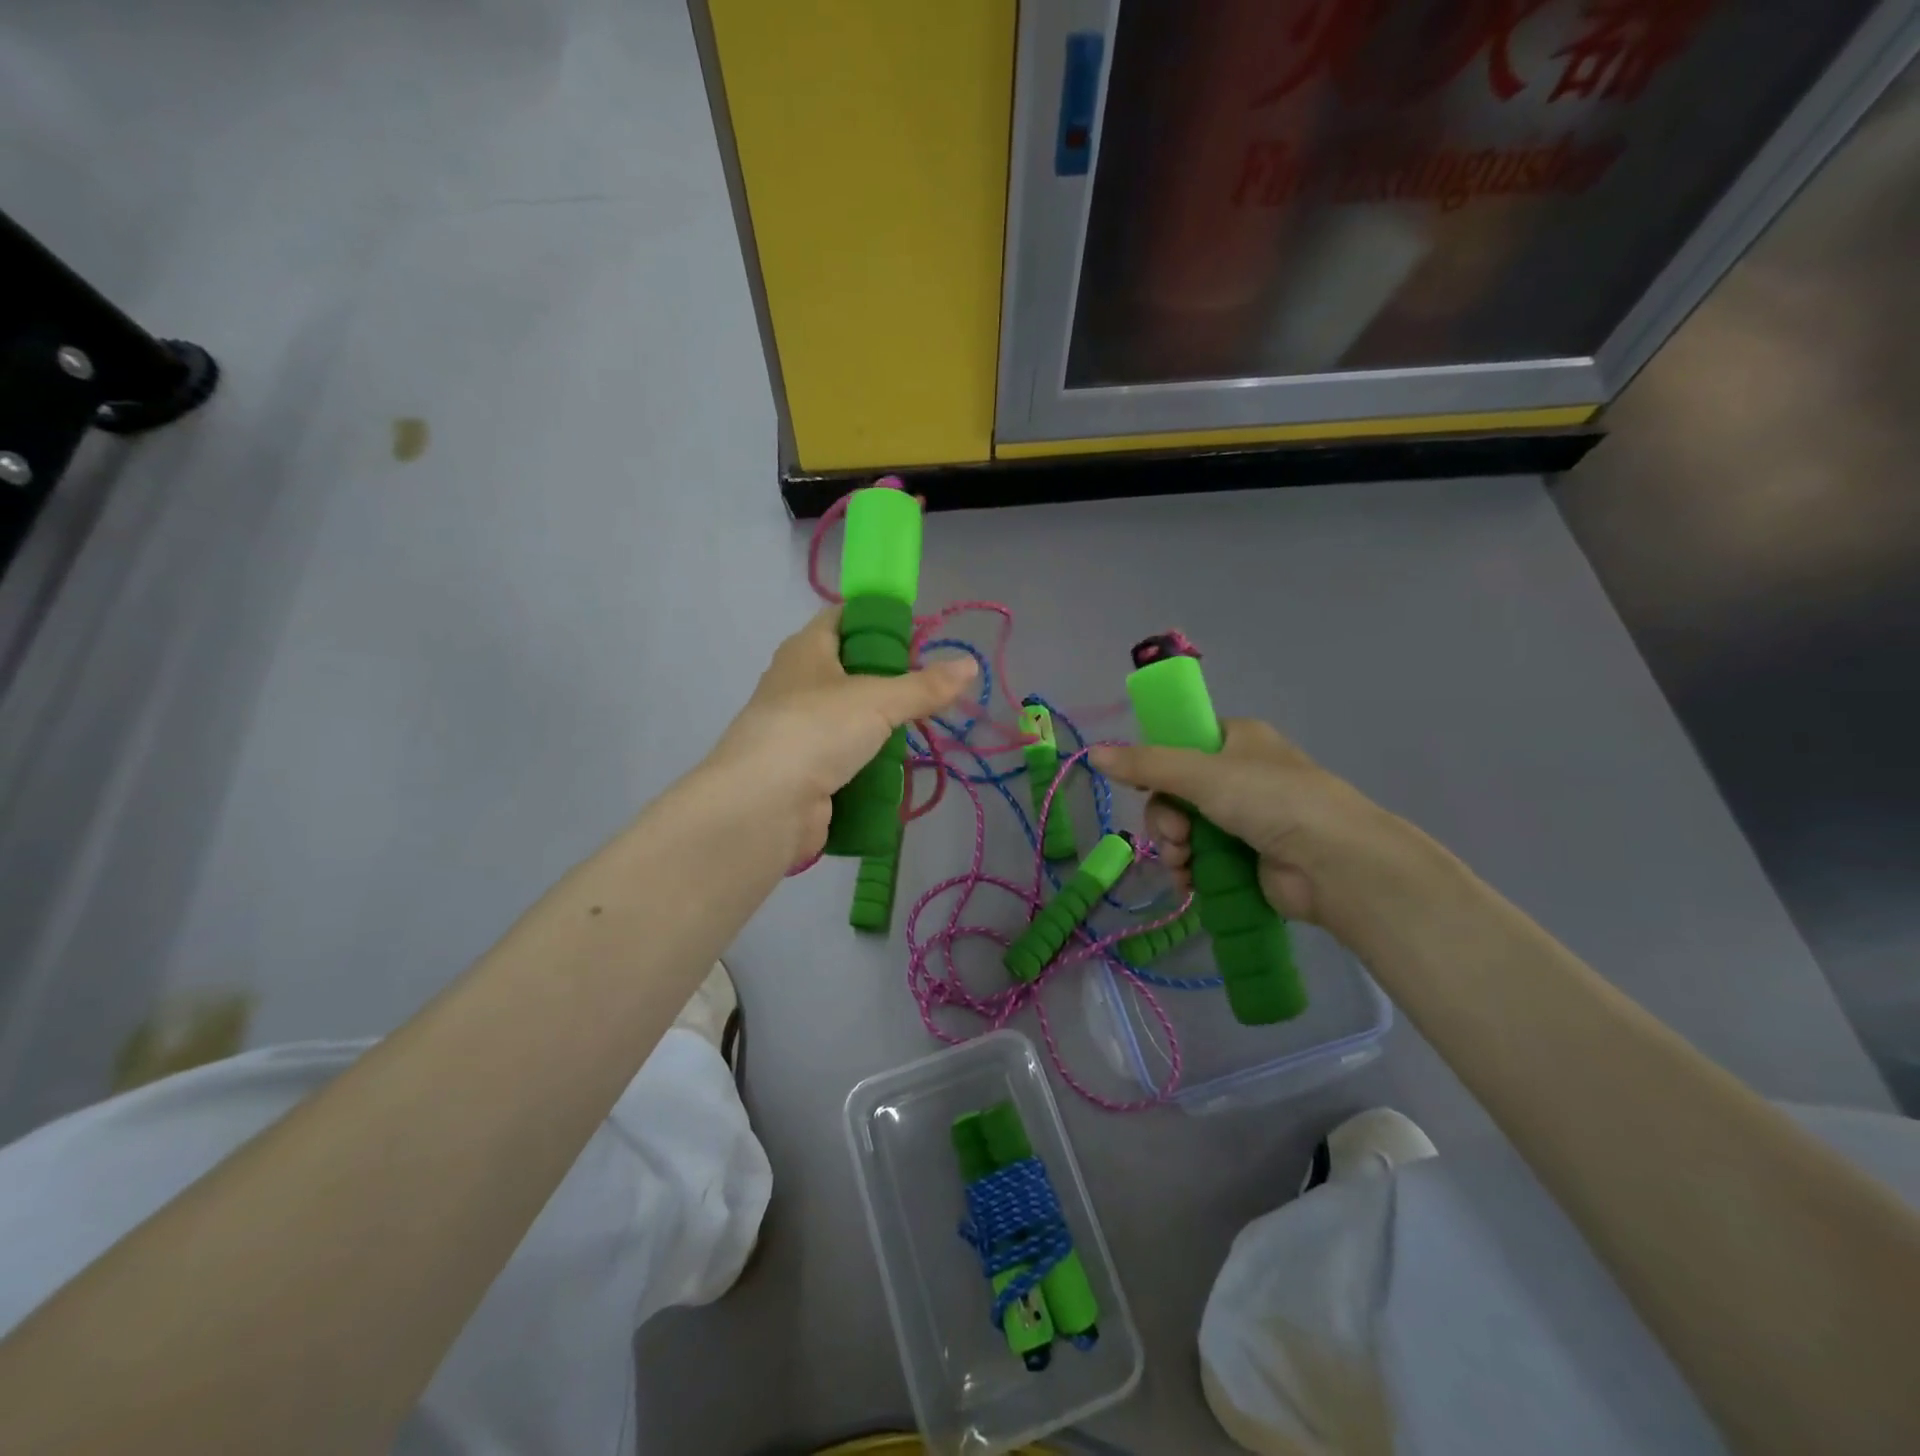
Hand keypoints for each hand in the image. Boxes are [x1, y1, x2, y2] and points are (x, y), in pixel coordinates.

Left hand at [703, 608, 977, 864]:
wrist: (764, 806)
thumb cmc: (817, 730)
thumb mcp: (878, 700)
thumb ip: (925, 686)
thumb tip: (970, 665)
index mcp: (805, 651)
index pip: (842, 618)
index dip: (877, 620)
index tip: (917, 635)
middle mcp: (797, 685)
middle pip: (849, 672)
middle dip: (888, 682)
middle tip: (929, 690)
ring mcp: (798, 732)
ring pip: (849, 720)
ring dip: (881, 729)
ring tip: (921, 732)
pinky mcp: (804, 773)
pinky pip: (845, 760)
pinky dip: (869, 765)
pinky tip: (897, 771)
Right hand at [1091, 720, 1405, 927]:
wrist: (1334, 864)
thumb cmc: (1271, 800)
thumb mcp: (1201, 774)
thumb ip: (1146, 766)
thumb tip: (1093, 753)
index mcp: (1237, 740)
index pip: (1181, 744)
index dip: (1157, 766)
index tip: (1145, 787)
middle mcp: (1241, 775)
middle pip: (1176, 792)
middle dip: (1165, 818)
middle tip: (1176, 835)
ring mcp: (1246, 819)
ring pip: (1184, 828)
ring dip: (1173, 847)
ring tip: (1183, 862)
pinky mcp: (1248, 858)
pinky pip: (1201, 859)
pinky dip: (1189, 870)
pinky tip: (1188, 882)